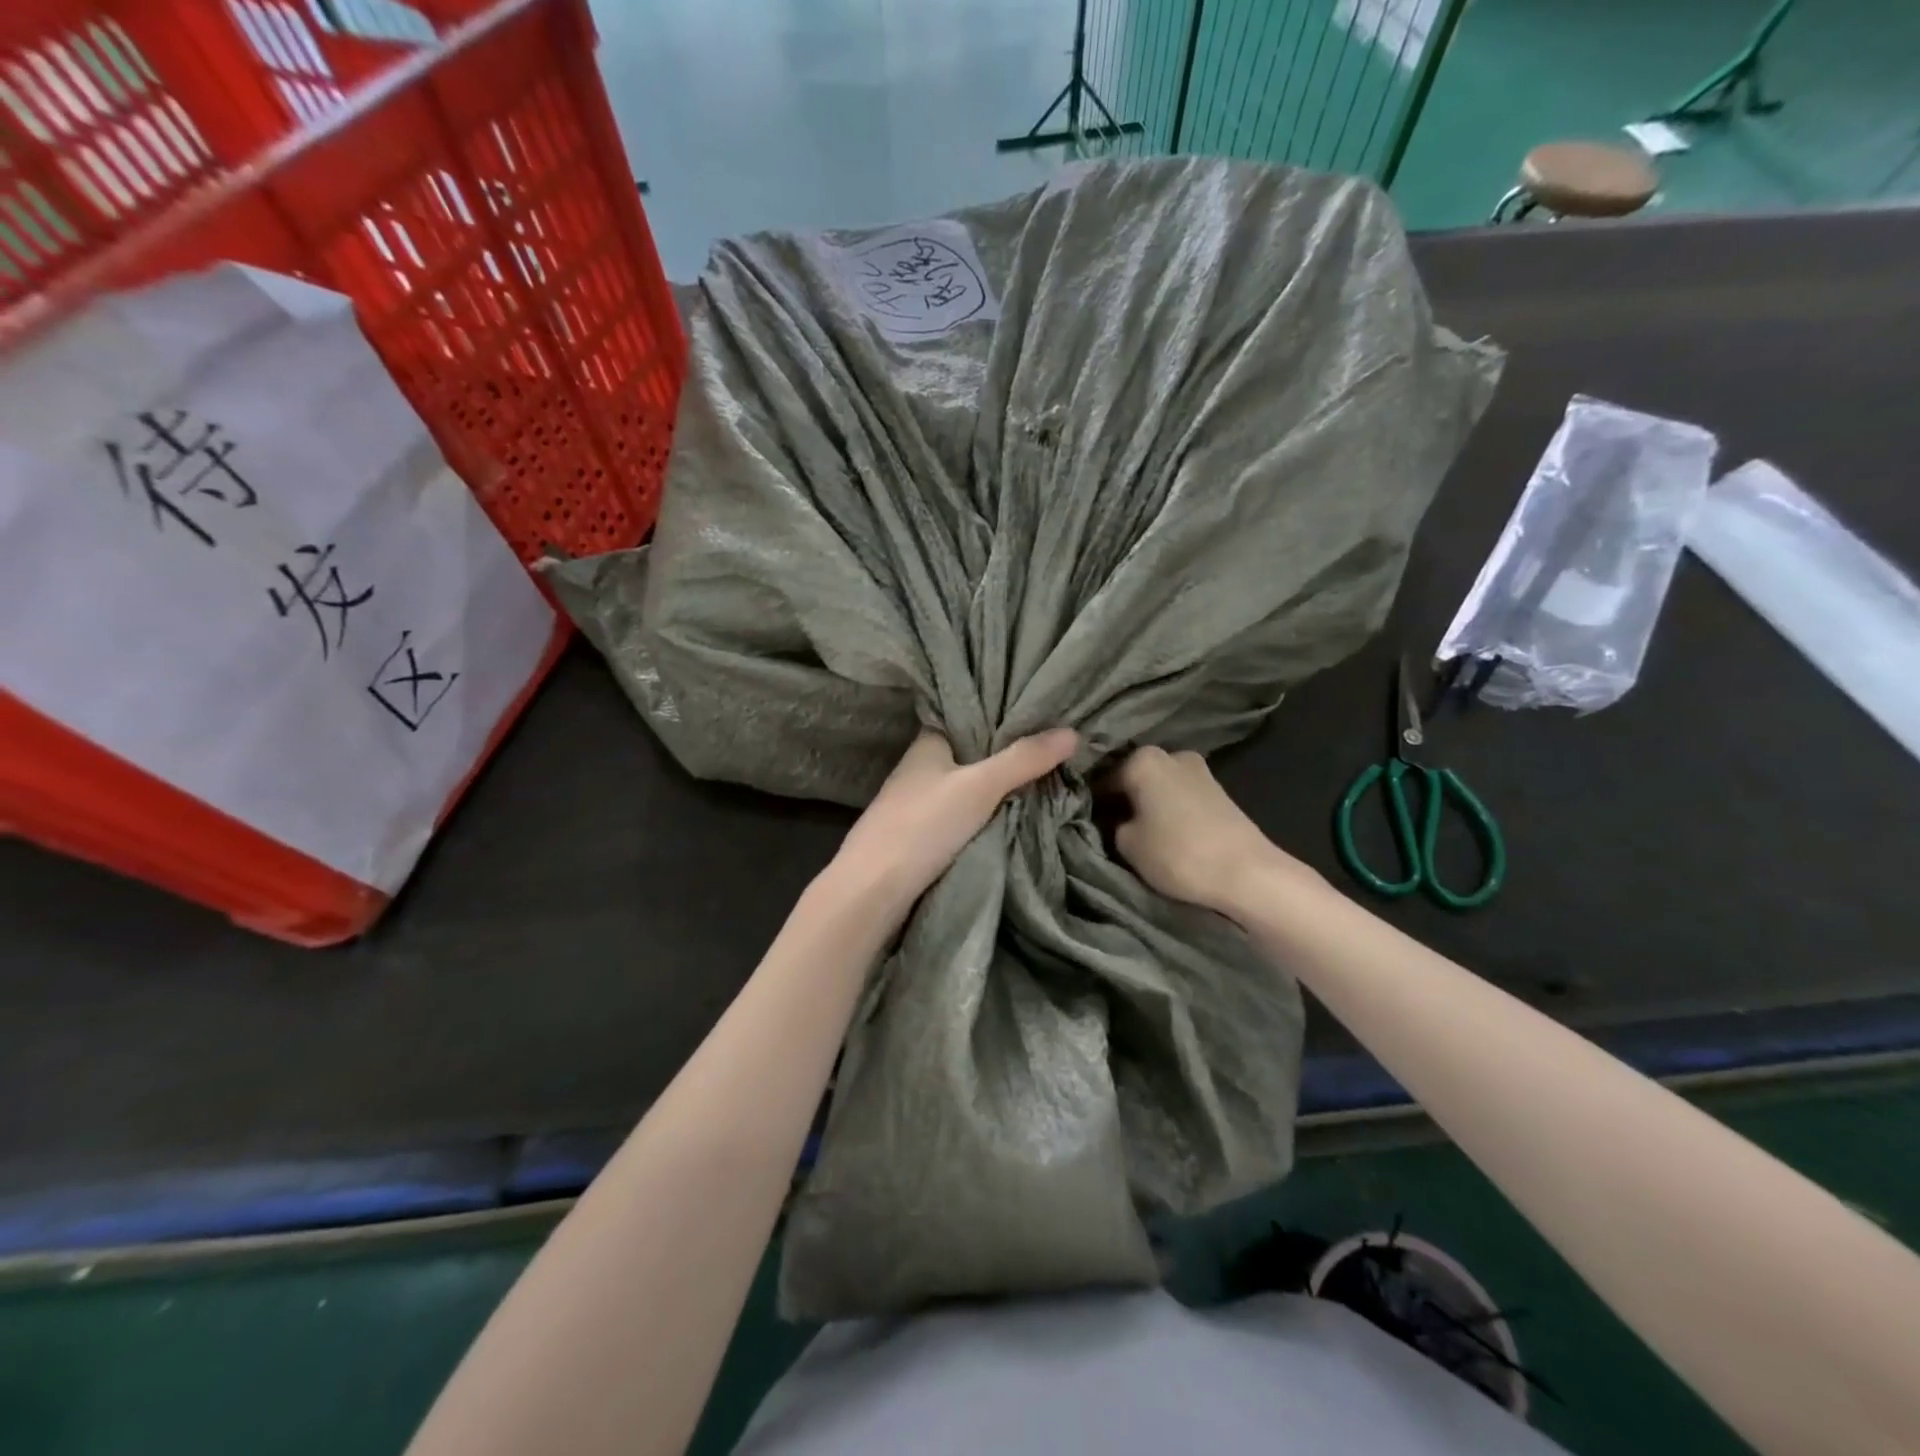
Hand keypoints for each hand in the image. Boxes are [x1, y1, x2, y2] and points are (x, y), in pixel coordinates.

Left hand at [827, 729, 1077, 920]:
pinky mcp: (920, 834)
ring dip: (997, 784)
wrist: (871, 891)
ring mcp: (918, 802)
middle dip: (1007, 751)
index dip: (1001, 711)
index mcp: (927, 742)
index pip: (968, 715)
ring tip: (1044, 775)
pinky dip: (985, 810)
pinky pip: (961, 813)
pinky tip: (1012, 812)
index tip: (1040, 711)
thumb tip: (1073, 733)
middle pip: (971, 751)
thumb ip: (1023, 760)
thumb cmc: (921, 825)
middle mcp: (920, 767)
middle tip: (1054, 745)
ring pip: (966, 784)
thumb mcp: (979, 787)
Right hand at [1110, 746, 1320, 915]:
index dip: (1091, 802)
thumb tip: (1113, 818)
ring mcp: (1199, 770)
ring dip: (1147, 804)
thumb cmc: (1178, 854)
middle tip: (1109, 828)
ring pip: (1158, 785)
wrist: (1247, 873)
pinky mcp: (1219, 790)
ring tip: (1139, 834)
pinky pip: (1179, 796)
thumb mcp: (1126, 843)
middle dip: (1122, 798)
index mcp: (1142, 759)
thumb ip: (1112, 824)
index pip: (1102, 778)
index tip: (1085, 823)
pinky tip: (1165, 832)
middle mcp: (1170, 755)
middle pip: (1133, 776)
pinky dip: (1169, 809)